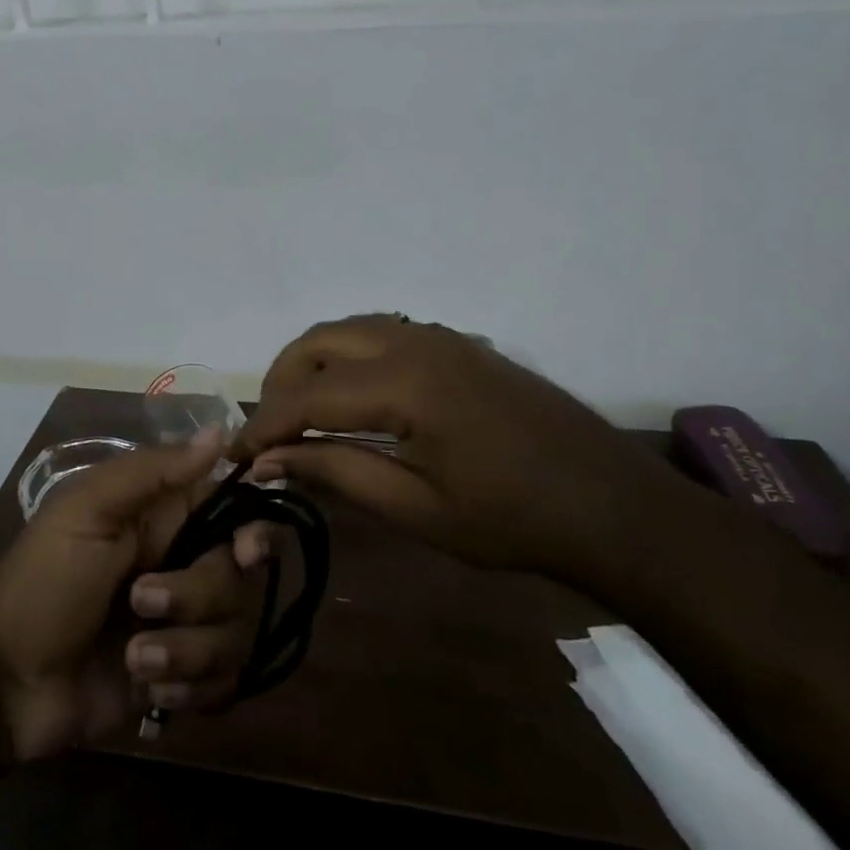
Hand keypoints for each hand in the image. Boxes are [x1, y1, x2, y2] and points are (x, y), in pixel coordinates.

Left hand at [0, 432, 272, 761]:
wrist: (6, 683)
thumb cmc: (43, 582)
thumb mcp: (87, 512)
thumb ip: (153, 472)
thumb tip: (221, 432)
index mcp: (165, 517)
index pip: (237, 510)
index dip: (254, 529)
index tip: (246, 551)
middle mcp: (184, 563)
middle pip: (241, 577)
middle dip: (196, 597)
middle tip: (141, 603)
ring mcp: (186, 623)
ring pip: (237, 633)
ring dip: (184, 651)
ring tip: (134, 658)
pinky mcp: (183, 676)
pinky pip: (224, 682)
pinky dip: (187, 689)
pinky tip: (147, 689)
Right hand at [231, 315, 682, 579]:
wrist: (614, 506)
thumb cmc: (514, 520)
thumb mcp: (417, 507)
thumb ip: (337, 471)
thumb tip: (269, 461)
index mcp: (405, 382)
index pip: (307, 395)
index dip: (263, 425)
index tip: (235, 457)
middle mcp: (415, 342)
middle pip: (318, 341)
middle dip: (281, 383)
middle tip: (271, 433)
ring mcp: (440, 337)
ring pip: (348, 329)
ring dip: (313, 365)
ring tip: (303, 416)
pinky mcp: (457, 345)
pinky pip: (382, 334)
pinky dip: (348, 358)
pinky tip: (353, 401)